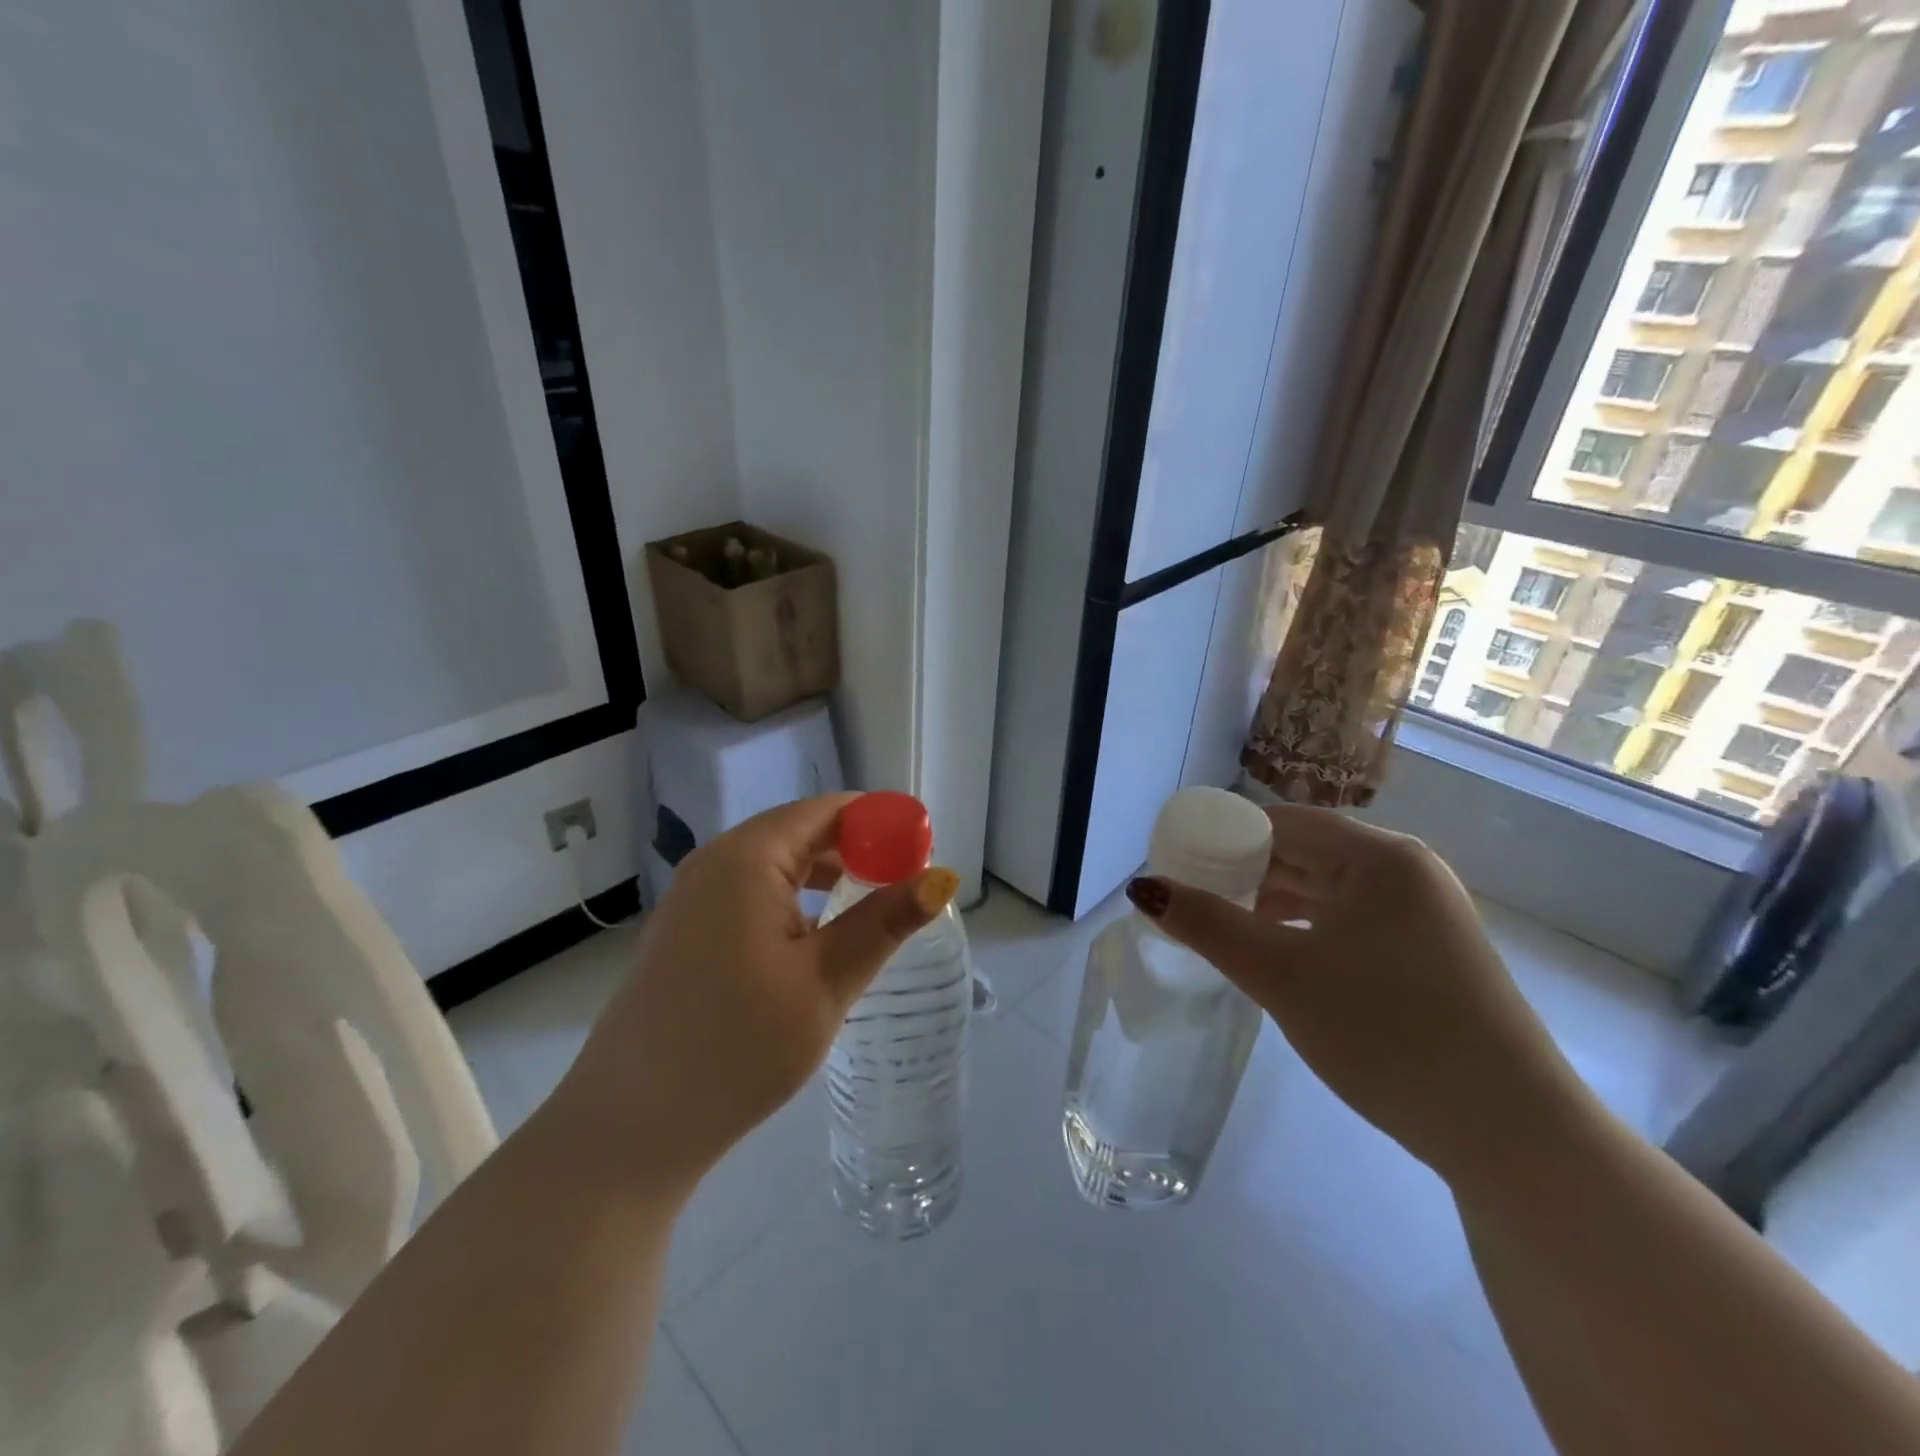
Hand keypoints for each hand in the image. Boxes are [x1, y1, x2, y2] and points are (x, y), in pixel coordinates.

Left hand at [549, 794, 959, 1197]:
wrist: (631, 1125)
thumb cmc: (737, 1045)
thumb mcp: (826, 981)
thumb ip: (884, 922)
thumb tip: (942, 878)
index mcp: (748, 857)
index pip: (828, 811)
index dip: (880, 821)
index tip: (923, 849)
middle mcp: (716, 861)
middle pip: (802, 831)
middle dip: (858, 849)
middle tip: (906, 883)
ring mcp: (695, 895)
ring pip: (777, 862)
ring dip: (827, 875)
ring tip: (873, 905)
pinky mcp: (688, 929)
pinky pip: (752, 891)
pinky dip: (795, 898)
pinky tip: (818, 934)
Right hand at [1129, 805, 1583, 1182]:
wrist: (1512, 1135)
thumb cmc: (1387, 1033)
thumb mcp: (1280, 975)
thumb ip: (1208, 925)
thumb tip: (1145, 889)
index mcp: (1378, 856)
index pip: (1281, 822)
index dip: (1223, 836)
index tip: (1177, 862)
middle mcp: (1407, 871)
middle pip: (1305, 852)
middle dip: (1244, 872)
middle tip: (1191, 898)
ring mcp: (1426, 913)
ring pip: (1328, 889)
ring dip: (1273, 902)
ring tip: (1223, 926)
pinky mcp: (1433, 953)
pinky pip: (1352, 920)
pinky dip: (1307, 928)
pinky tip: (1278, 955)